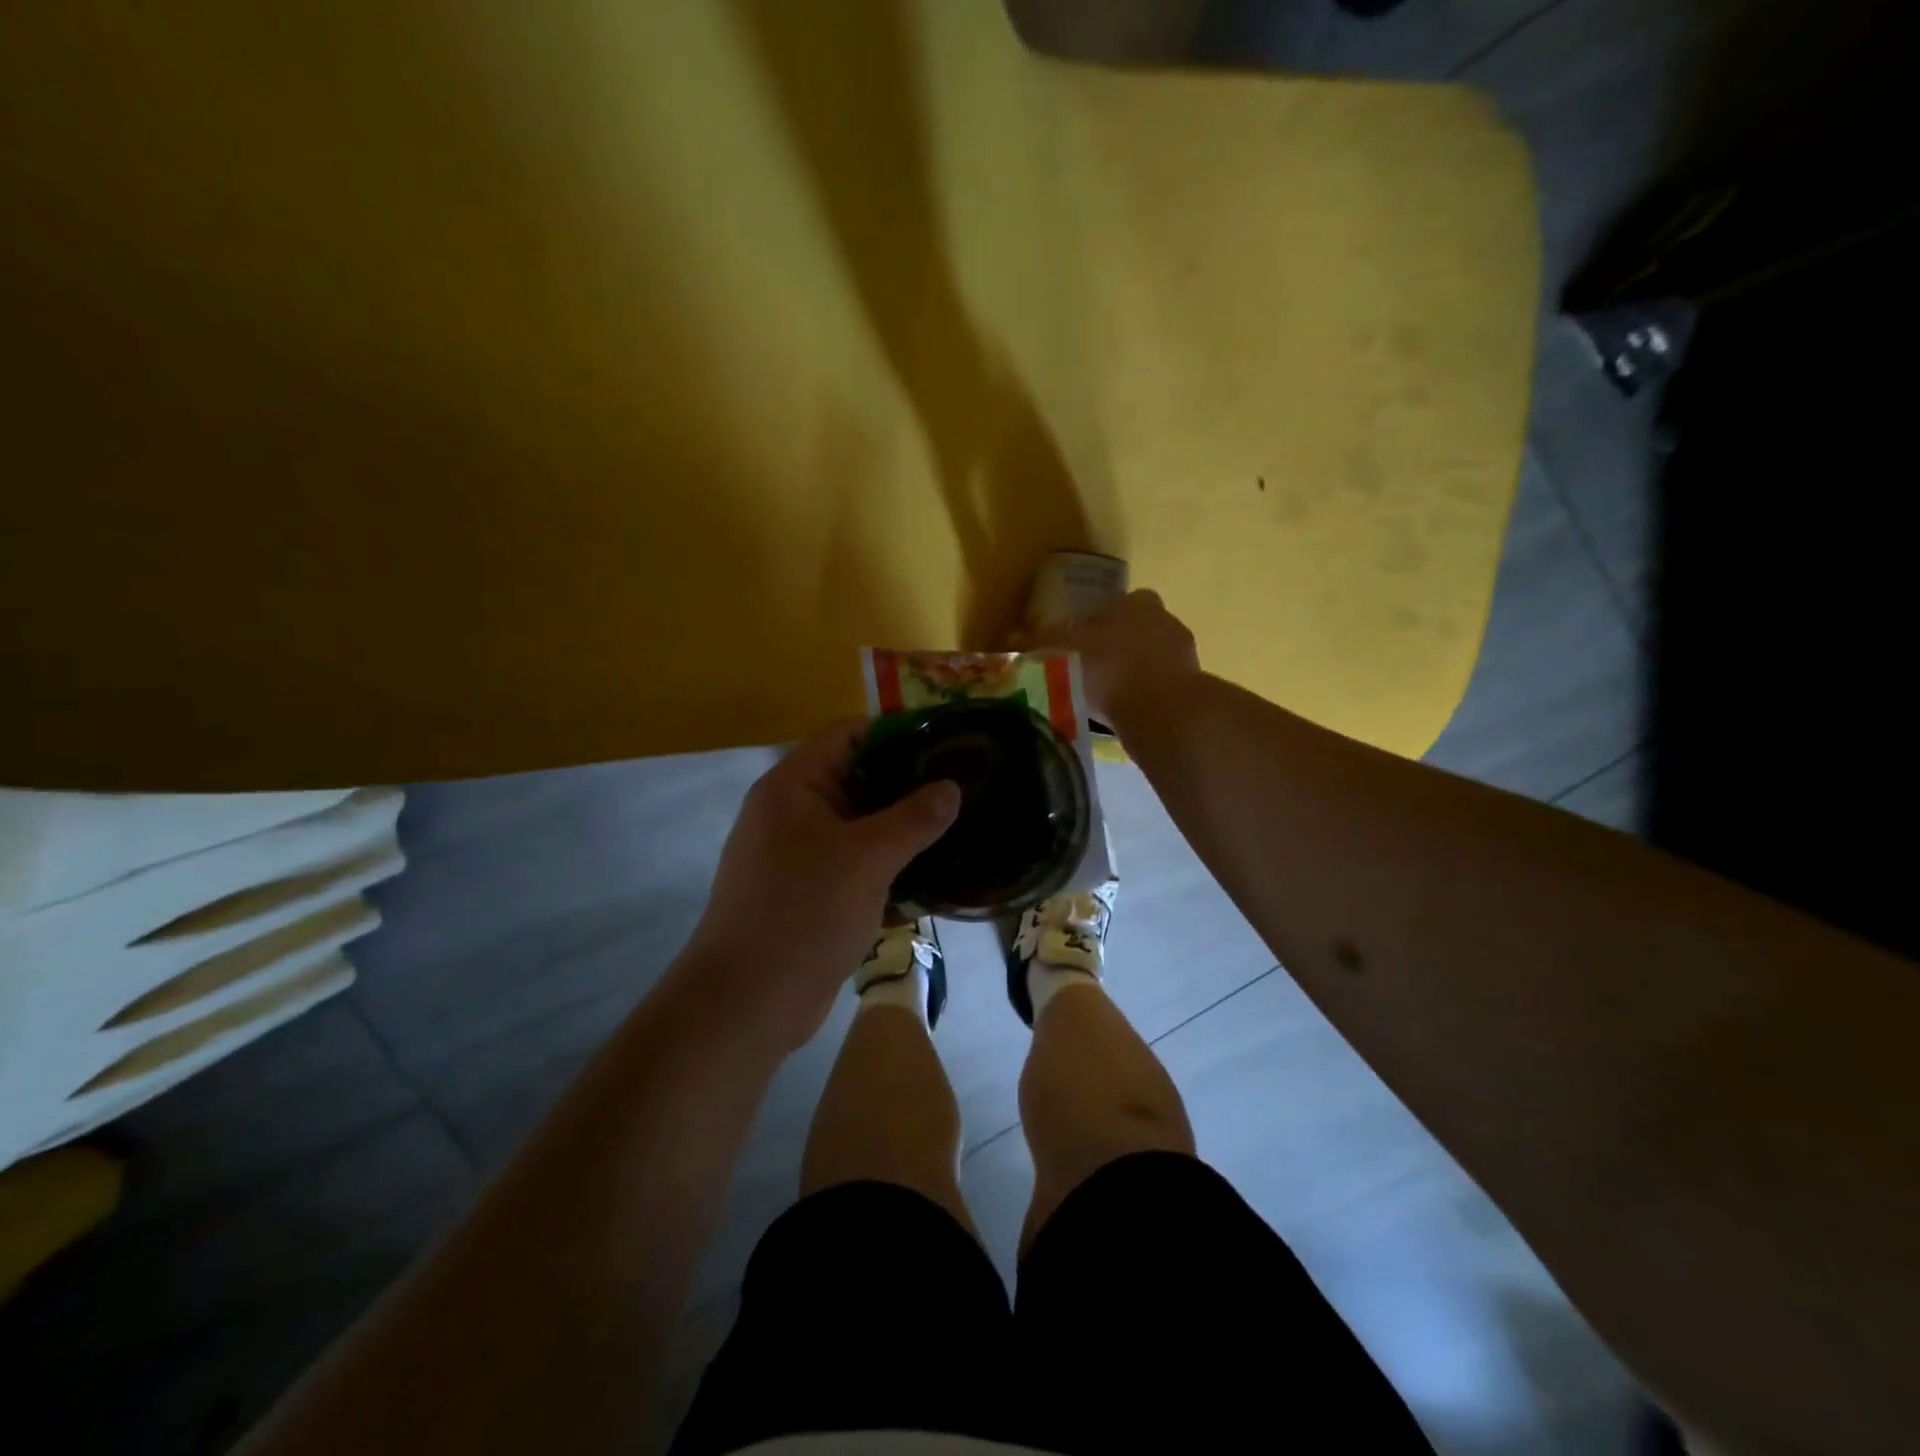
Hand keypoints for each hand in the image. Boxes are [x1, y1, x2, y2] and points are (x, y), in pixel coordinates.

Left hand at [680, 720, 959, 1051]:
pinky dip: (890, 867)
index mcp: (794, 786)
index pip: (847, 735)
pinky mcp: (812, 894)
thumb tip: (951, 787)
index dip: (896, 732)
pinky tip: (934, 877)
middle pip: (857, 780)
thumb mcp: (865, 859)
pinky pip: (857, 865)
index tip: (946, 742)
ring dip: (904, 830)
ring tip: (960, 827)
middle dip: (909, 784)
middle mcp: (794, 813)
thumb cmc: (802, 913)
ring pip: (861, 827)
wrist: (748, 1003)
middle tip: (965, 787)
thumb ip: (913, 818)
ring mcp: (801, 856)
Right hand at [1011, 589, 1199, 723]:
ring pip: (1150, 660)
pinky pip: (1160, 688)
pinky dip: (1144, 698)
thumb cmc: (1107, 668)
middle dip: (1114, 648)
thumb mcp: (1060, 652)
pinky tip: (1125, 715)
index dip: (1094, 624)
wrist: (1160, 709)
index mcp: (1136, 603)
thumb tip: (1010, 638)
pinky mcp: (1191, 688)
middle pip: (1134, 631)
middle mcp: (1165, 621)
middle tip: (1088, 672)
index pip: (1115, 605)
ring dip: (1131, 674)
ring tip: (1104, 699)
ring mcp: (1183, 655)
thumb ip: (1037, 643)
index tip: (1078, 645)